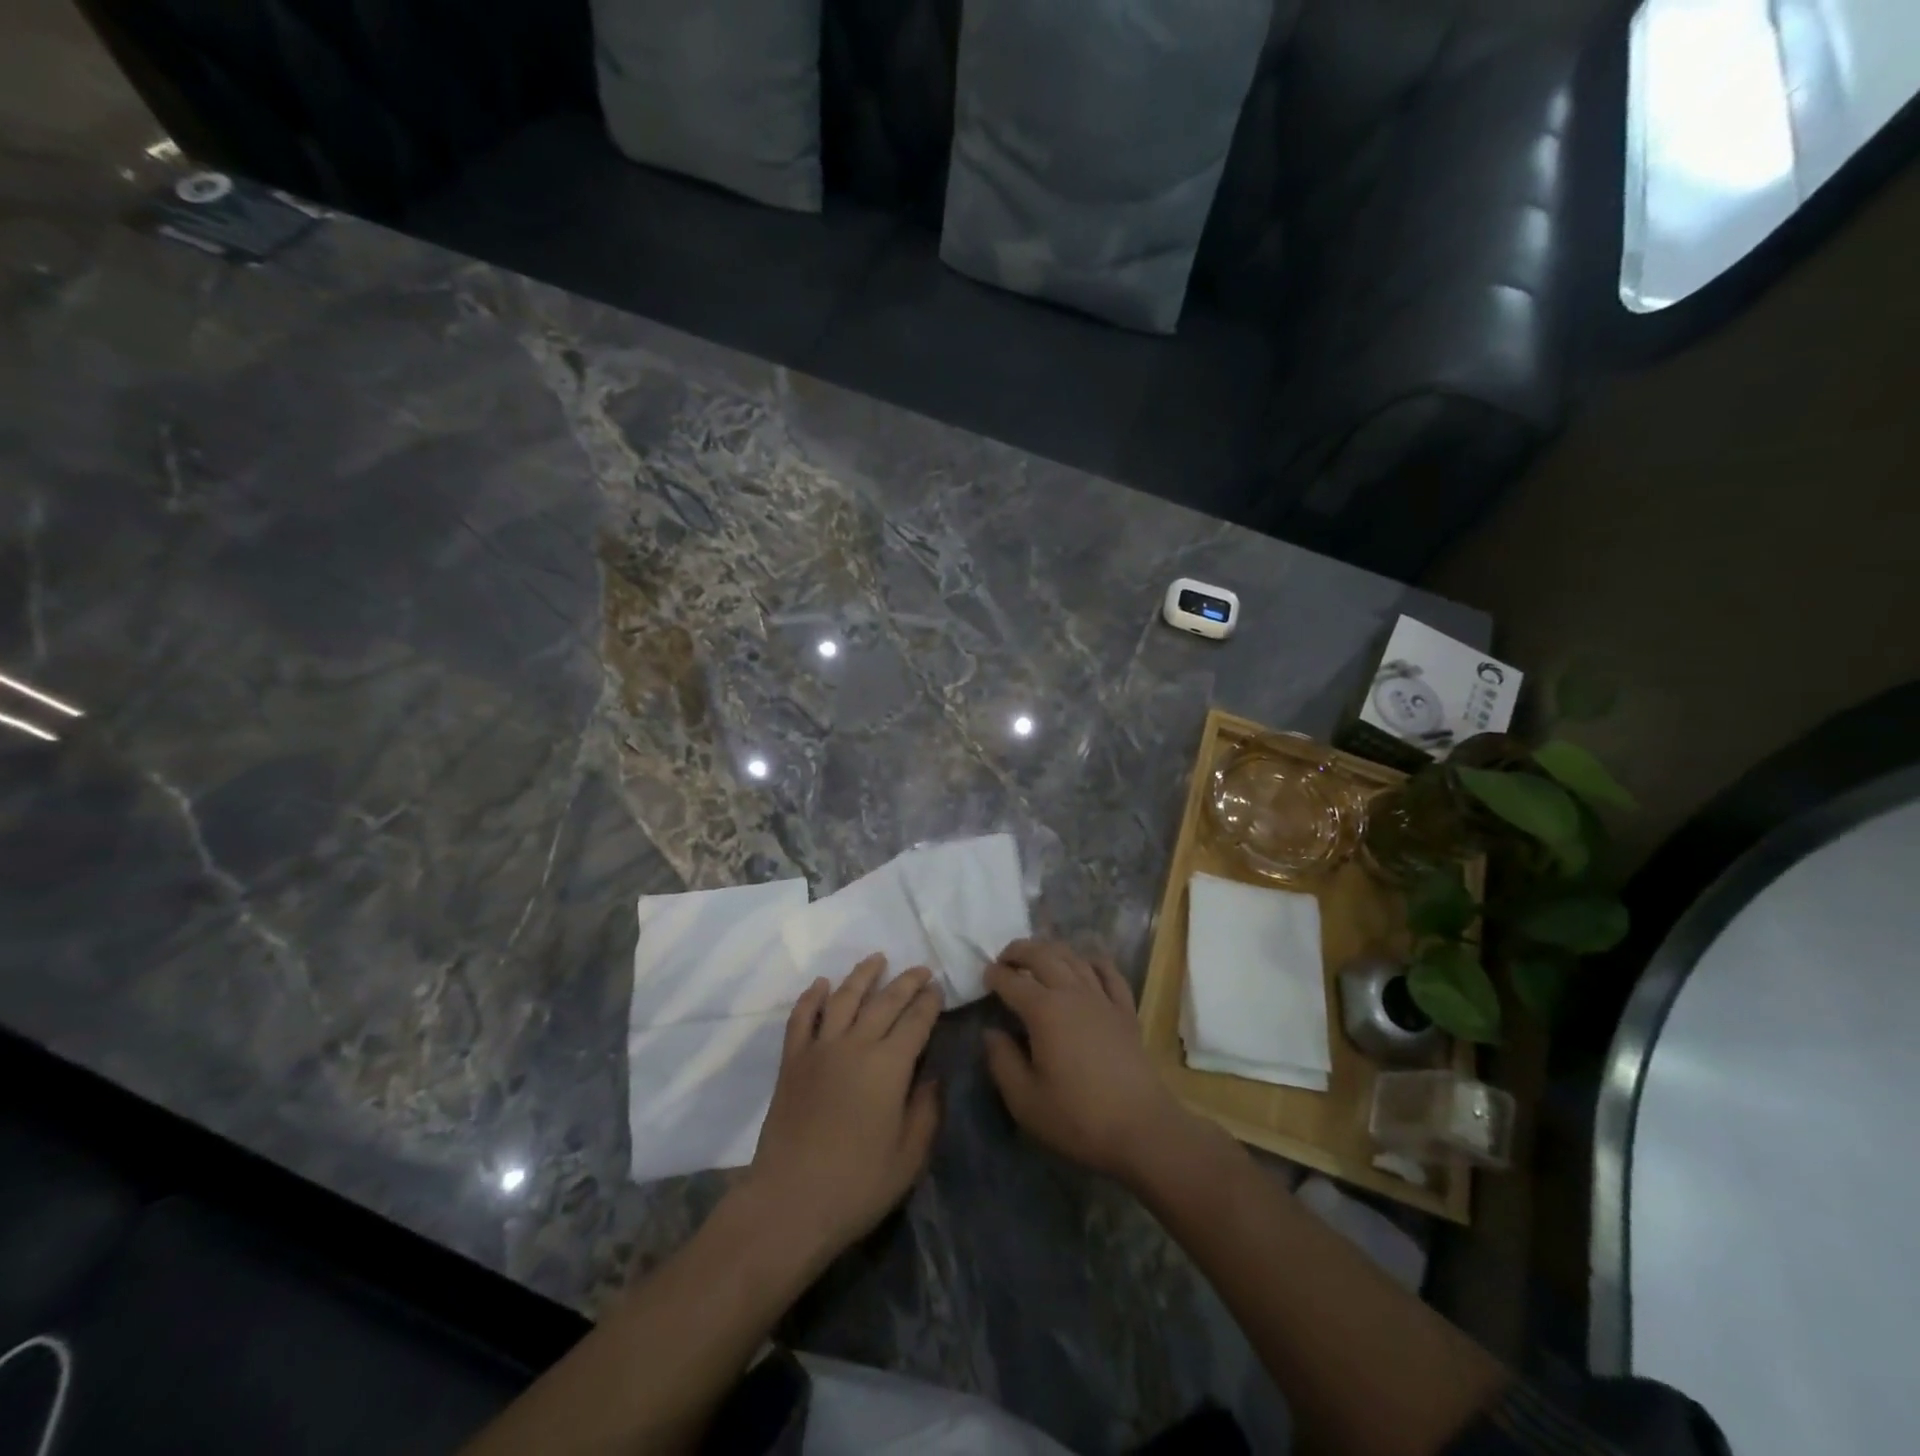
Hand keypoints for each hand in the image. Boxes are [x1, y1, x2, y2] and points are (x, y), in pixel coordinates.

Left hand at [740, 956, 942, 1266]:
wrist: (789, 1203)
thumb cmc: (857, 1186)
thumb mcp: (908, 1157)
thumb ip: (926, 1111)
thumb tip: (933, 1075)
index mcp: (889, 1067)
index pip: (916, 1021)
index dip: (929, 1002)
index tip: (938, 987)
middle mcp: (855, 1046)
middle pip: (885, 1001)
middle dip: (906, 981)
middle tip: (921, 968)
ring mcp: (819, 1050)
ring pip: (843, 998)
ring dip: (862, 975)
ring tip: (877, 959)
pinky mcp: (792, 1061)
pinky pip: (801, 1017)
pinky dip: (812, 996)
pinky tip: (821, 984)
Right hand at [983, 939, 1197, 1186]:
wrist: (1141, 1129)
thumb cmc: (1077, 1117)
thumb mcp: (1025, 1100)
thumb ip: (1002, 1061)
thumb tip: (991, 1033)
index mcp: (1044, 1011)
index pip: (1012, 981)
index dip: (995, 975)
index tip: (984, 976)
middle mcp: (1072, 993)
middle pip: (1043, 955)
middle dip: (1019, 951)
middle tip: (1004, 958)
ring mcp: (1102, 998)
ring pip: (1074, 957)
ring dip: (1051, 950)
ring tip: (1037, 957)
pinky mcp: (1125, 1010)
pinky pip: (1109, 972)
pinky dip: (1093, 961)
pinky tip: (1086, 963)